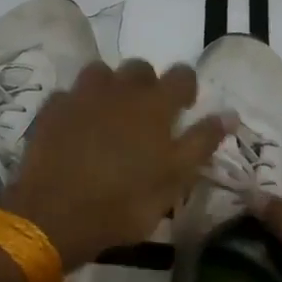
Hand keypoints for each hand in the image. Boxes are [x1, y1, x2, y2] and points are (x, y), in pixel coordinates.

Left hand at [0, 60, 227, 271]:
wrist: (53, 214)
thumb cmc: (123, 202)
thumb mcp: (174, 180)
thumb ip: (202, 143)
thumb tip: (229, 114)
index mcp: (155, 105)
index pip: (181, 75)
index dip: (186, 87)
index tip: (185, 107)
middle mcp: (120, 89)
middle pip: (140, 68)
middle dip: (147, 84)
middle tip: (147, 115)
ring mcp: (81, 95)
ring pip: (101, 72)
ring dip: (110, 87)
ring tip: (110, 115)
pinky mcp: (52, 108)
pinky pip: (70, 95)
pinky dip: (78, 105)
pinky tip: (76, 127)